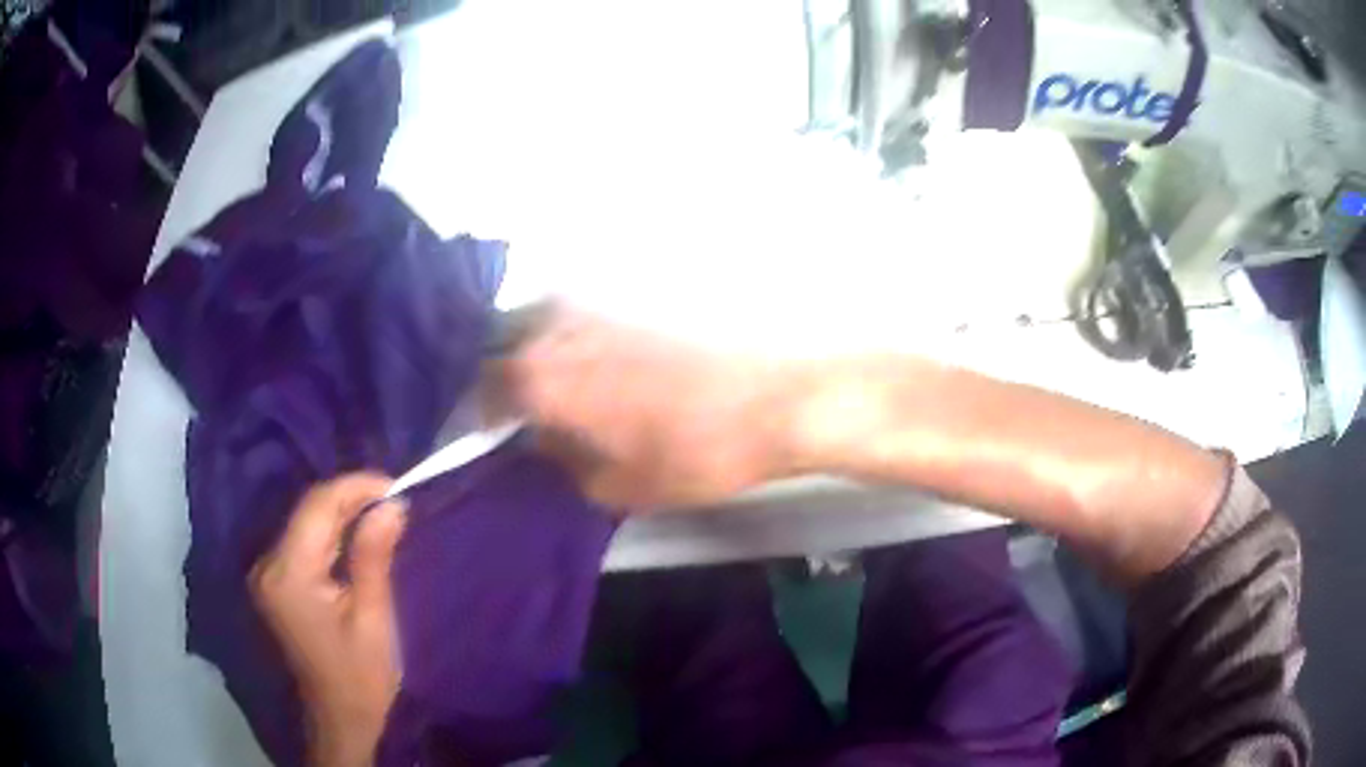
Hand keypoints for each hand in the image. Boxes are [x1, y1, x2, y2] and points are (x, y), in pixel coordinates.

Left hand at [251, 474, 406, 766]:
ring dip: (343, 514)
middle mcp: (268, 564)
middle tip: (395, 503)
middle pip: (308, 511)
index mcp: (289, 575)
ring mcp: (267, 572)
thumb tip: (391, 504)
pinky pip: (303, 541)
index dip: (355, 487)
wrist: (339, 717)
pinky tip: (357, 538)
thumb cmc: (361, 676)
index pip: (317, 506)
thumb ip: (374, 557)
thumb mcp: (373, 618)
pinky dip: (332, 533)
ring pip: (306, 522)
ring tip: (383, 515)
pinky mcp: (274, 581)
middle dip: (351, 499)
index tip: (396, 487)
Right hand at [499, 308, 797, 510]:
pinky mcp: (639, 307)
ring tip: (550, 384)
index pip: (488, 383)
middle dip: (503, 373)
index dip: (481, 406)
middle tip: (515, 406)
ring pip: (545, 320)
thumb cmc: (696, 455)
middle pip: (510, 342)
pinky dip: (573, 336)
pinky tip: (594, 363)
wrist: (775, 405)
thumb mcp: (622, 486)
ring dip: (535, 349)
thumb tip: (547, 444)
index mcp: (553, 379)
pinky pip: (584, 315)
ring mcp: (606, 312)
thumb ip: (568, 466)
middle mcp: (568, 332)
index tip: (490, 428)